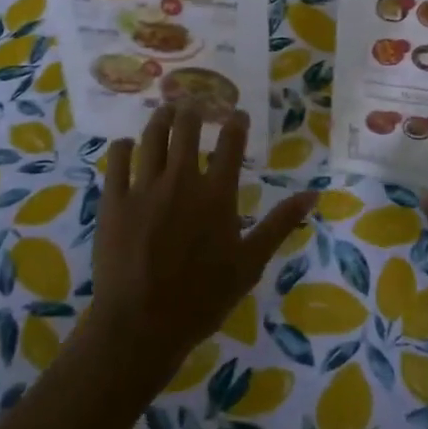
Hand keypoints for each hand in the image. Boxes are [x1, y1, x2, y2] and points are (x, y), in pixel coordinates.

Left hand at [87, 105, 316, 384]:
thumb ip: (280, 224)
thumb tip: (313, 194)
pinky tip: (127, 145)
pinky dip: (123, 147)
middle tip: (194, 104)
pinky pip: (117, 160)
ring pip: (152, 136)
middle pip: (186, 128)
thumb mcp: (250, 263)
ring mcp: (144, 187)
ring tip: (166, 110)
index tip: (237, 114)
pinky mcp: (113, 200)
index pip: (230, 143)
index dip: (236, 123)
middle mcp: (181, 179)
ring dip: (160, 118)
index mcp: (216, 194)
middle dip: (193, 110)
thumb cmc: (202, 298)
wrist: (141, 324)